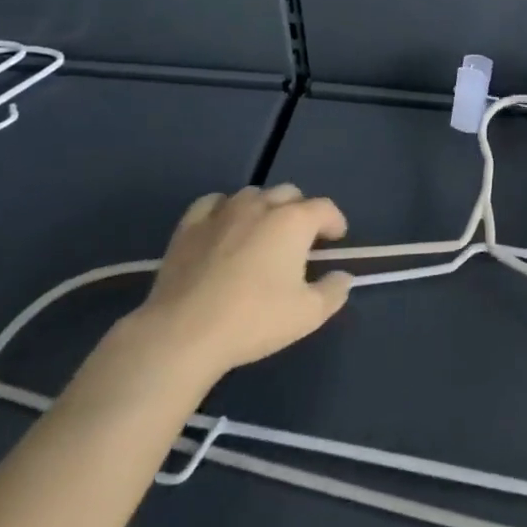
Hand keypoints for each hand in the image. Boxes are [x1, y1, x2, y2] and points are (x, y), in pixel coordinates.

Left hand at [125, 184, 353, 381]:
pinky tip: (224, 227)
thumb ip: (333, 292)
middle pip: (289, 193)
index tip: (335, 240)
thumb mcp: (307, 315)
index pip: (324, 208)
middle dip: (300, 211)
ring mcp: (223, 212)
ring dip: (264, 208)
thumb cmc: (253, 320)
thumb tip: (343, 276)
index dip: (334, 221)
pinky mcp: (190, 226)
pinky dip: (225, 209)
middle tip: (300, 240)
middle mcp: (261, 206)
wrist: (184, 333)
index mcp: (293, 221)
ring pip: (252, 194)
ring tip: (262, 233)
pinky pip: (213, 203)